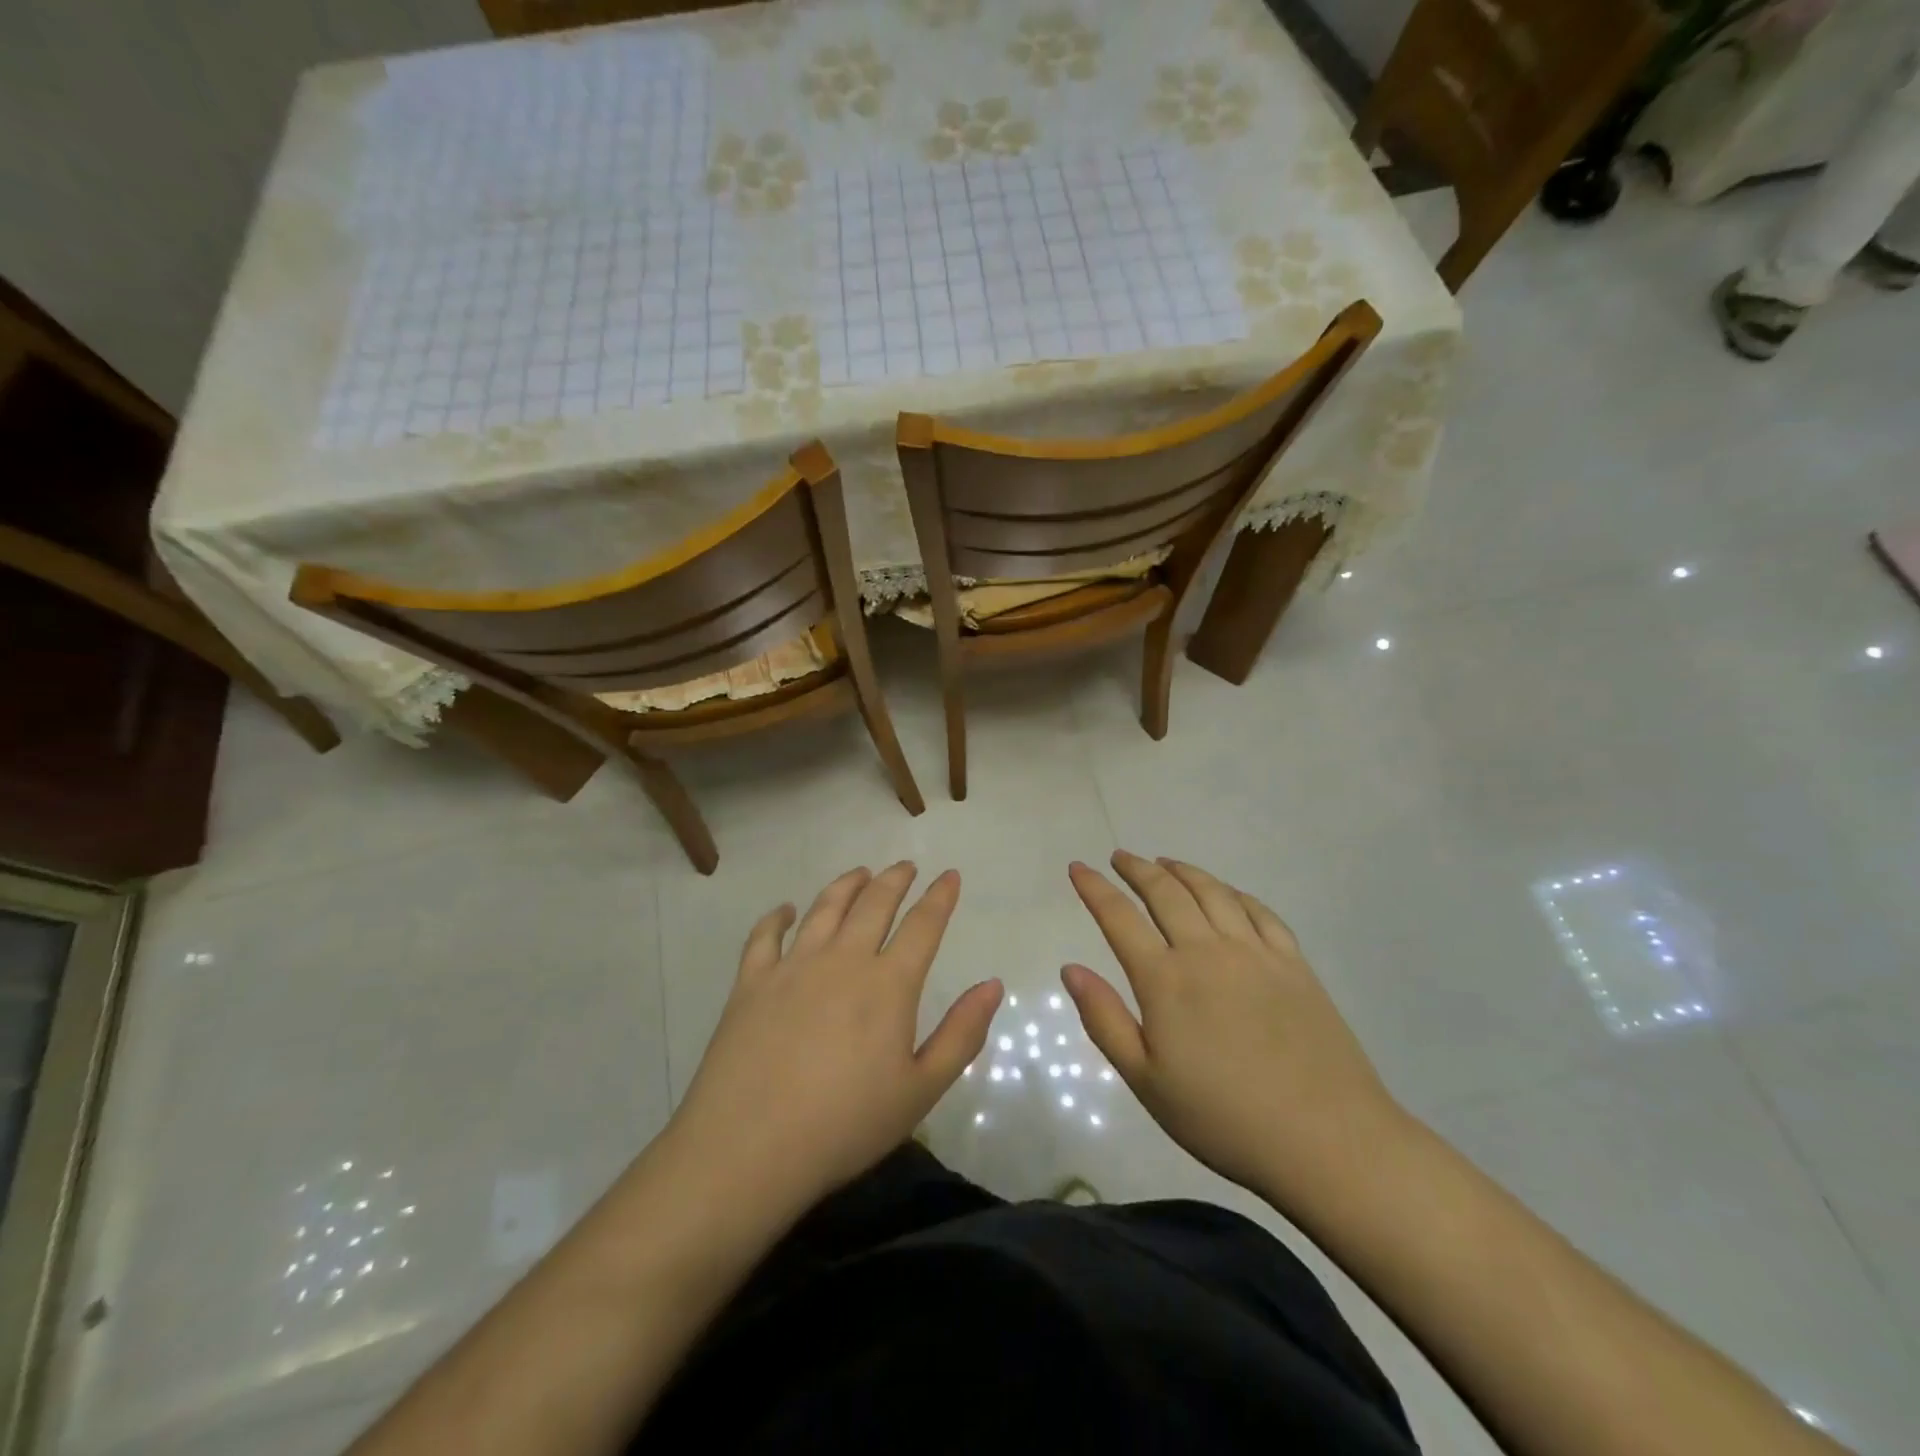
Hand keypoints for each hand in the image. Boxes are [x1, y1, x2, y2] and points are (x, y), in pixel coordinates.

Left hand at [664, 863, 1002, 1222]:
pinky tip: (785, 911)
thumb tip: (993, 984)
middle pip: (873, 904)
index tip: (949, 875)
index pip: (923, 925)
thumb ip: (961, 1034)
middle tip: (906, 866)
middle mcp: (843, 960)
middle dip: (895, 880)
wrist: (749, 1148)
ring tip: (860, 873)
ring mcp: (792, 966)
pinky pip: (765, 936)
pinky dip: (777, 917)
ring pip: (824, 908)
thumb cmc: (845, 1126)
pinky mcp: (751, 983)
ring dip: (846, 885)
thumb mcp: (920, 1090)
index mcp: (888, 984)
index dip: (940, 897)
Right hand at [1063, 851, 1408, 1214]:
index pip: (1119, 918)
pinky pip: (1259, 911)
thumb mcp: (1146, 1081)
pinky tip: (1226, 892)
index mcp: (1165, 980)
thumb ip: (1105, 1020)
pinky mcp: (1294, 964)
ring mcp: (1255, 953)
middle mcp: (1207, 951)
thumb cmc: (1223, 1118)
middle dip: (1137, 869)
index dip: (1094, 888)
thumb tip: (1071, 969)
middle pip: (1166, 892)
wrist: (1326, 1140)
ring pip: (1212, 892)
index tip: (1078, 867)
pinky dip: (1233, 892)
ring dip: (1183, 871)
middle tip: (1120, 857)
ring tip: (1165, 863)